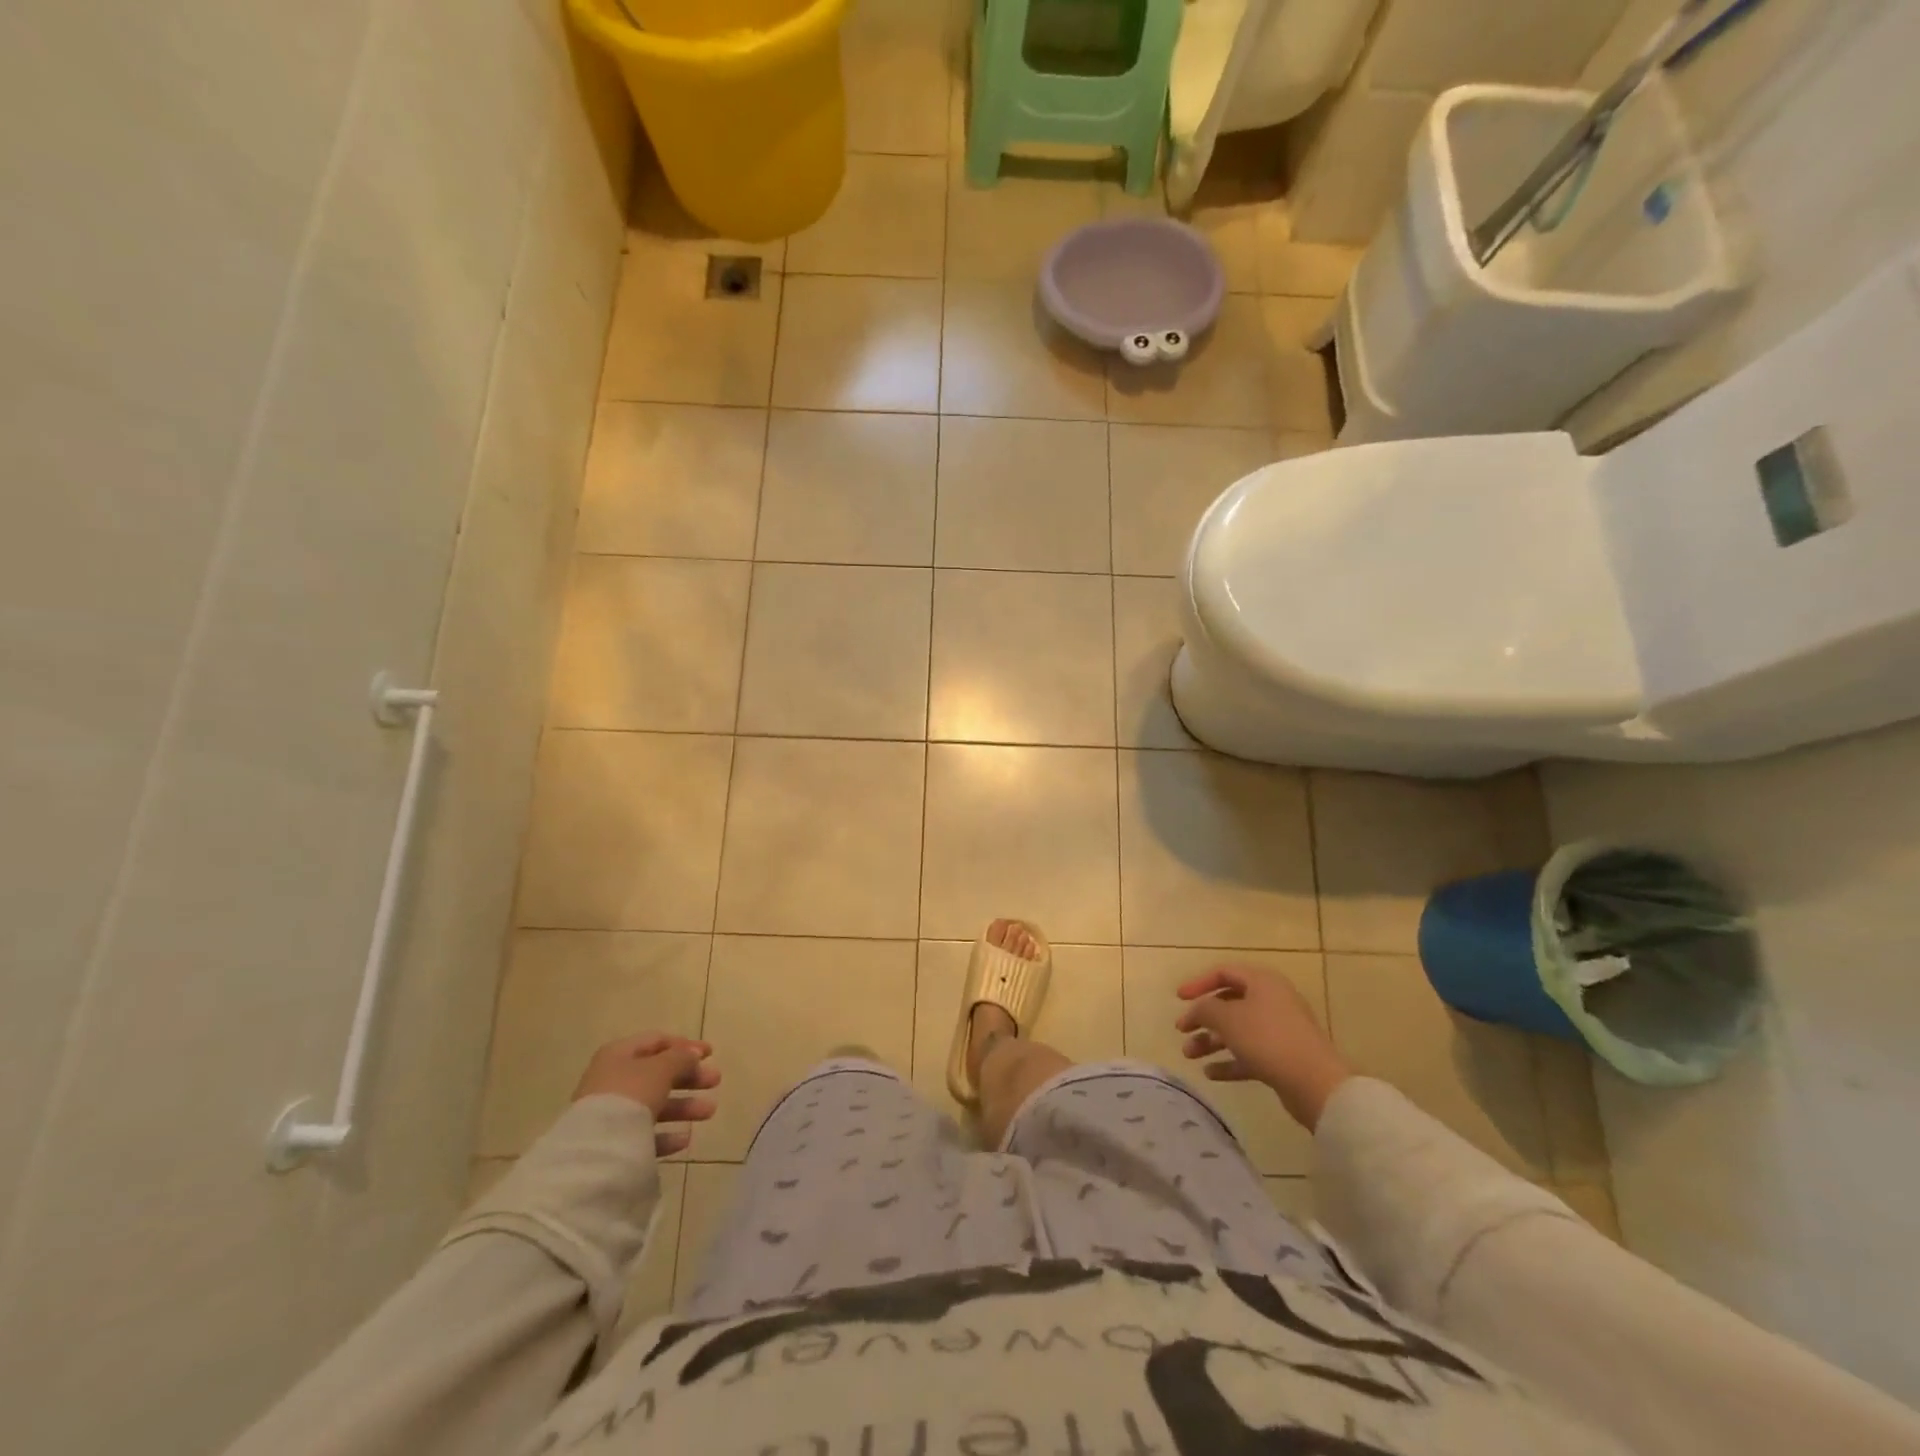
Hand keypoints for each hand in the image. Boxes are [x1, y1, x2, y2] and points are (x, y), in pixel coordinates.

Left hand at [573, 1034, 720, 1156]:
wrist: (596, 1148)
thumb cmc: (630, 1094)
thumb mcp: (661, 1068)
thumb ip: (681, 1058)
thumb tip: (692, 1055)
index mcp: (620, 1054)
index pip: (657, 1041)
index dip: (685, 1045)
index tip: (711, 1054)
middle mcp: (613, 1080)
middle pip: (658, 1074)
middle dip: (689, 1077)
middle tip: (715, 1081)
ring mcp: (610, 1113)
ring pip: (654, 1104)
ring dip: (684, 1106)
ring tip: (709, 1112)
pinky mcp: (612, 1142)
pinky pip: (644, 1133)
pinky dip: (665, 1134)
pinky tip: (684, 1139)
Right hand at [1175, 966, 1352, 1131]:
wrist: (1315, 1083)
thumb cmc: (1267, 1039)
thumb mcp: (1227, 1018)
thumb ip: (1205, 1009)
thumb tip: (1197, 1010)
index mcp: (1262, 982)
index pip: (1224, 972)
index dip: (1198, 983)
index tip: (1179, 998)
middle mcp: (1272, 1001)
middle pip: (1230, 1003)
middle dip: (1203, 1017)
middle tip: (1181, 1029)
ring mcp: (1280, 1031)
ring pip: (1238, 1031)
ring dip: (1211, 1041)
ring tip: (1189, 1055)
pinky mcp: (1283, 1058)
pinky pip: (1250, 1054)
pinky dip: (1229, 1061)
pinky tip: (1210, 1073)